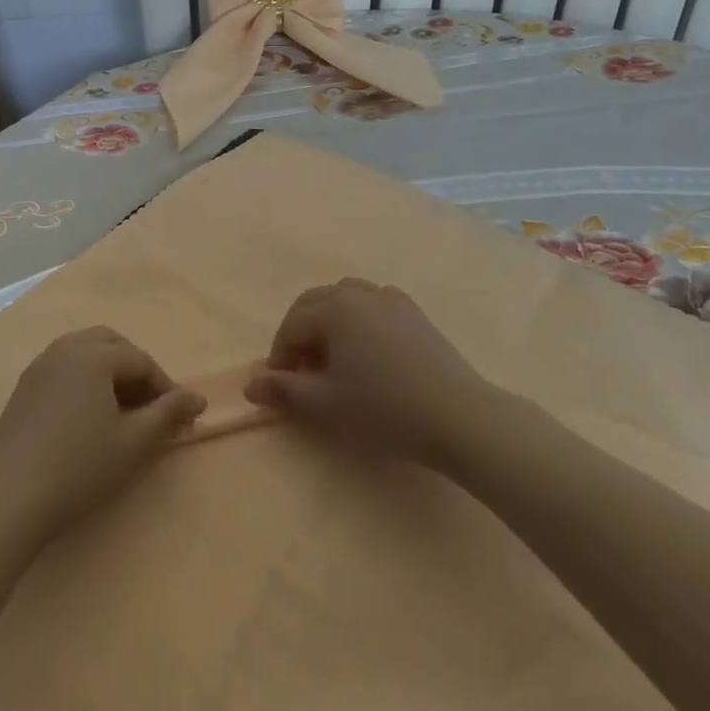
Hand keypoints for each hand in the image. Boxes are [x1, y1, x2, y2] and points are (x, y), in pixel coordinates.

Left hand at [0, 328, 205, 544]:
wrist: (8, 497)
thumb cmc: (78, 467)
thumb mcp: (132, 443)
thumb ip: (167, 414)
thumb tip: (198, 398)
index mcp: (92, 355)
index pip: (140, 360)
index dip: (165, 386)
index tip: (180, 415)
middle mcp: (64, 348)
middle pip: (110, 343)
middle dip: (135, 367)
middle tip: (150, 404)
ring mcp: (39, 366)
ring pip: (84, 351)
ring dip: (109, 371)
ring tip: (122, 409)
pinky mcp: (24, 387)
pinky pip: (64, 366)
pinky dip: (85, 378)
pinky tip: (88, 414)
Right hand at [244, 278, 490, 468]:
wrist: (459, 417)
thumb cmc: (384, 409)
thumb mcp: (326, 405)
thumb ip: (284, 391)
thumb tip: (250, 386)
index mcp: (333, 310)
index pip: (291, 327)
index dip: (279, 357)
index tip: (280, 387)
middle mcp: (358, 293)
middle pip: (314, 303)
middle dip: (299, 332)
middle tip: (300, 369)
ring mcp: (390, 299)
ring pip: (345, 296)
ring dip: (328, 319)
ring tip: (331, 353)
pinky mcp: (414, 312)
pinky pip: (374, 302)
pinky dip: (359, 316)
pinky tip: (367, 345)